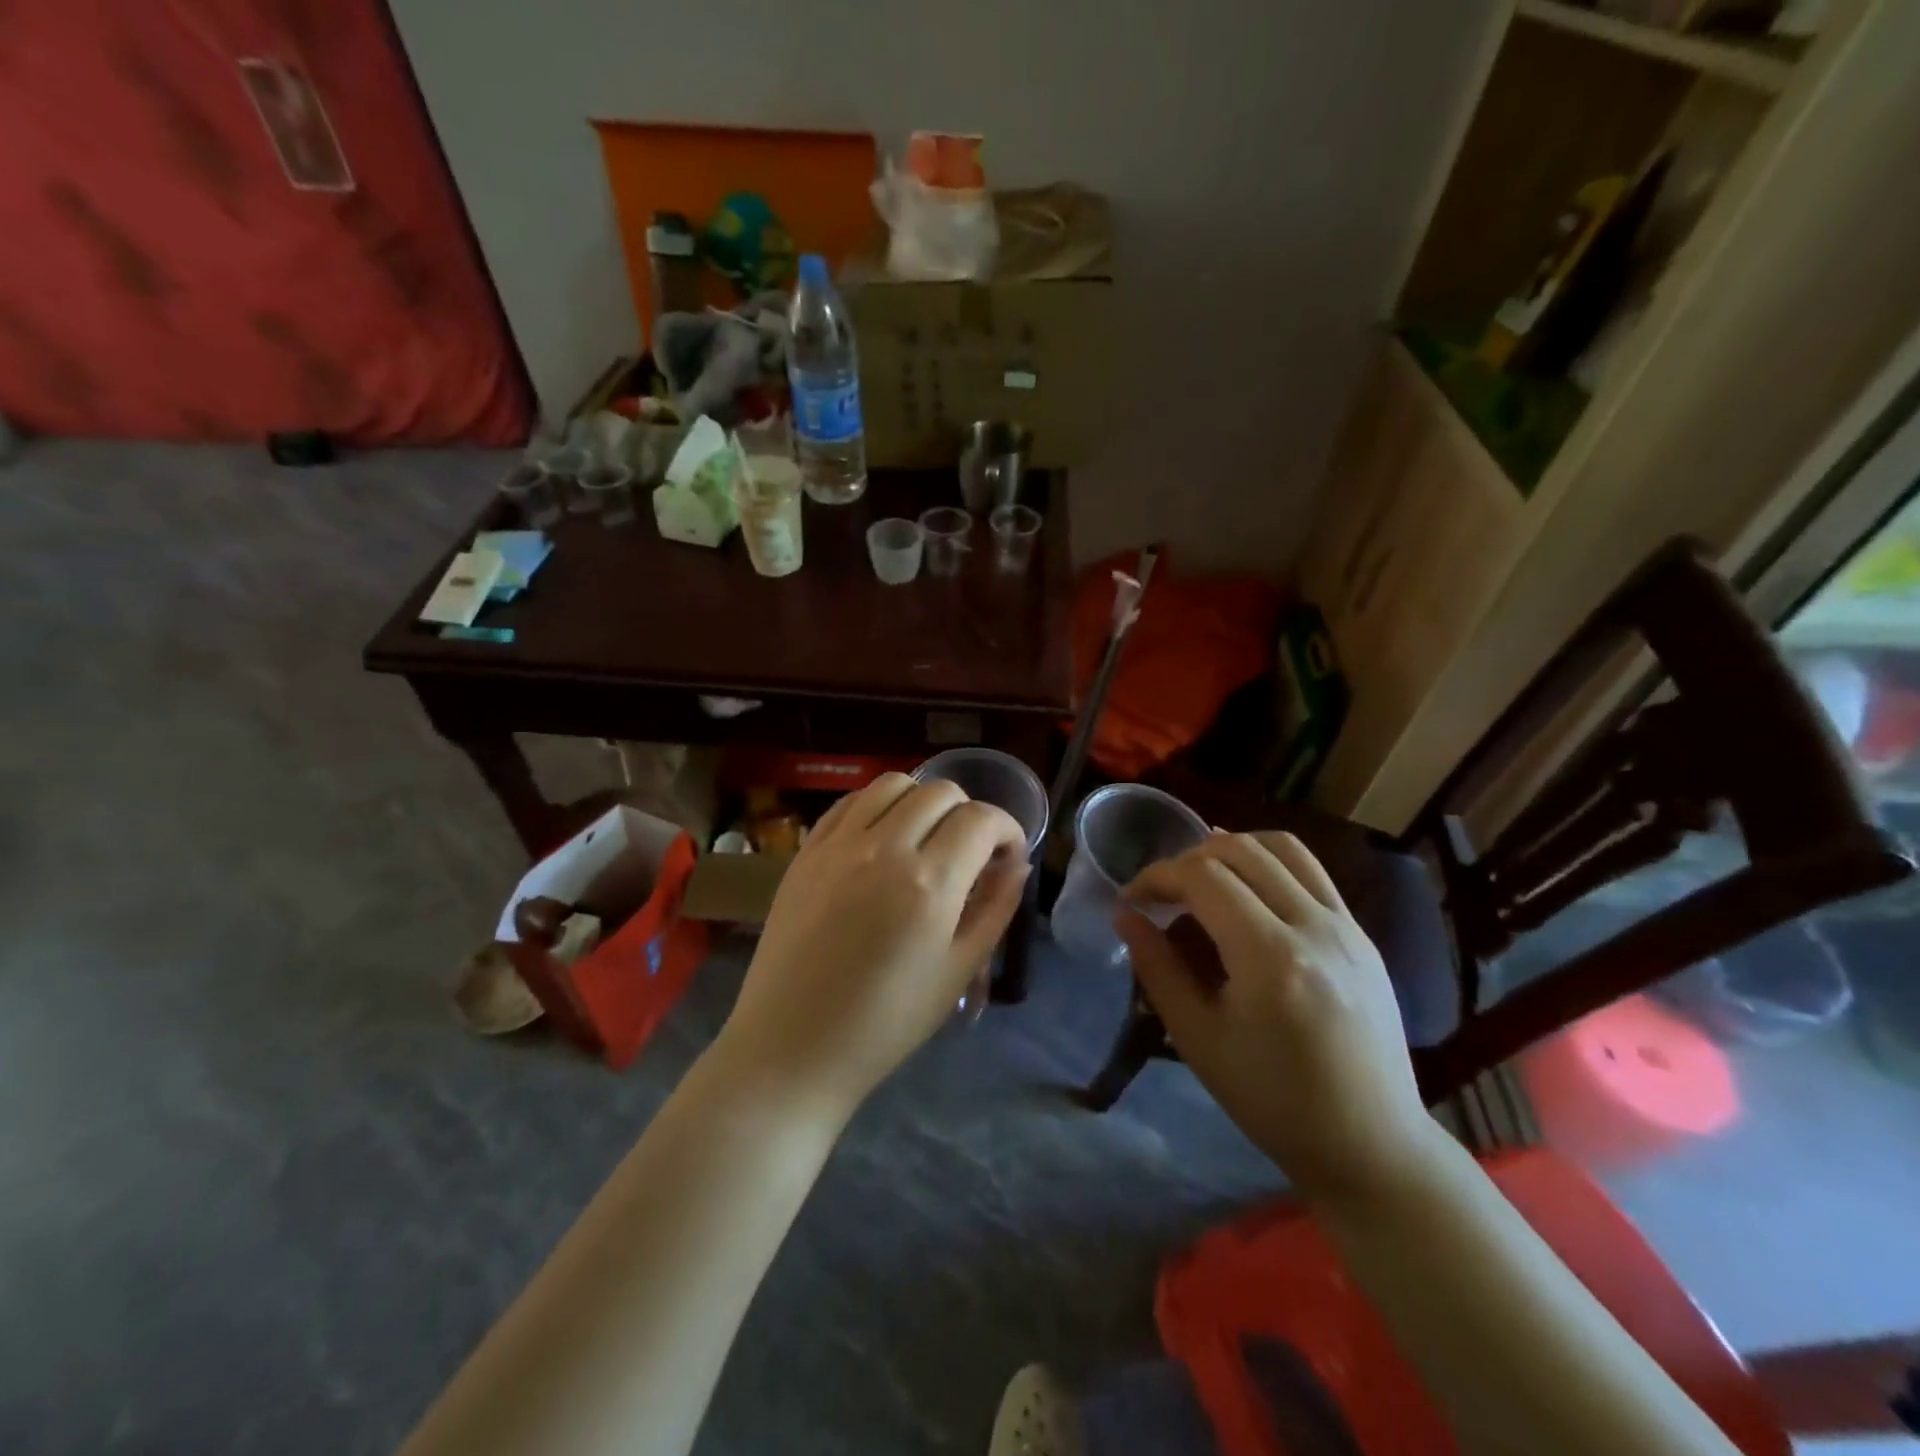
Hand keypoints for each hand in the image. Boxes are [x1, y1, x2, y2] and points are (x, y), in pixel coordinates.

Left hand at [714, 774, 1027, 1119]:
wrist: (793, 1046)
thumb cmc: (886, 1022)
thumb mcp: (958, 971)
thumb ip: (995, 908)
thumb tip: (1015, 864)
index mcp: (929, 883)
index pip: (981, 819)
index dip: (1007, 828)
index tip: (1007, 854)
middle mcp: (884, 847)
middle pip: (940, 791)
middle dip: (968, 813)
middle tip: (969, 852)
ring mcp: (838, 844)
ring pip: (893, 783)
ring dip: (922, 800)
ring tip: (924, 837)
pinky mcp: (806, 851)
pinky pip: (850, 802)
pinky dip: (877, 806)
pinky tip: (881, 837)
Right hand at [1118, 831, 1435, 1206]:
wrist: (1371, 1145)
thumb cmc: (1274, 1101)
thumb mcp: (1199, 1040)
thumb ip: (1157, 969)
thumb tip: (1125, 915)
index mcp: (1270, 957)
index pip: (1202, 876)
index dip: (1157, 876)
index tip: (1132, 900)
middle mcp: (1314, 926)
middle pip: (1239, 849)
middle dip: (1187, 859)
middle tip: (1163, 894)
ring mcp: (1346, 925)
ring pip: (1280, 847)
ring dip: (1231, 849)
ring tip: (1203, 880)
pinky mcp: (1361, 934)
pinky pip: (1310, 871)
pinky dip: (1268, 863)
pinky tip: (1247, 894)